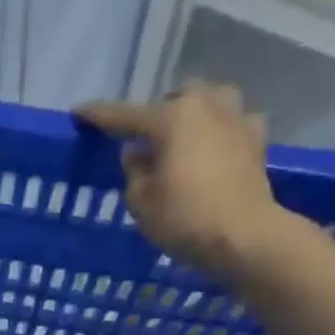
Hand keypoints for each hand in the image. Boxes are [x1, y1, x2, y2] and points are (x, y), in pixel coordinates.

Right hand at [75, 81, 283, 278]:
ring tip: (182, 139)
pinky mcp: (256, 140)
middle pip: (176, 98)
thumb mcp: (141, 201)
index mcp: (173, 117)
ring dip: (194, 114)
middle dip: (159, 112)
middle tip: (145, 138)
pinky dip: (220, 132)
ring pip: (211, 101)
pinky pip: (233, 123)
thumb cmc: (184, 218)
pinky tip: (214, 149)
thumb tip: (137, 153)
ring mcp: (237, 118)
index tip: (79, 112)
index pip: (125, 115)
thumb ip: (134, 171)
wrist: (243, 236)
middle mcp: (207, 105)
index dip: (99, 115)